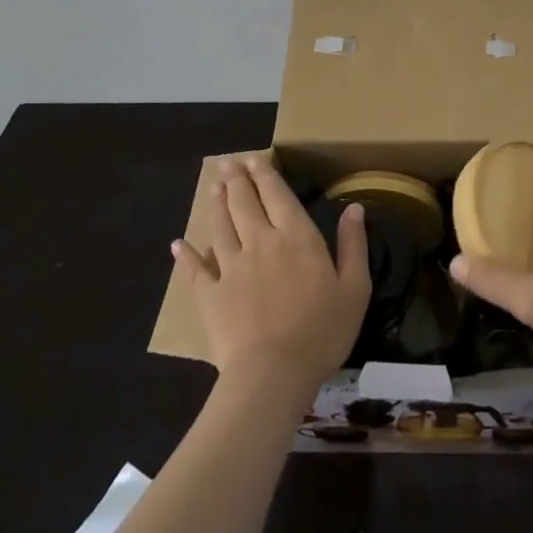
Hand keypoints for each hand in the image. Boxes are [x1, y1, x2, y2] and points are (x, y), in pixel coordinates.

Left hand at [173, 156, 371, 392]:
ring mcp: (231, 268)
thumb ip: (353, 244)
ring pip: (220, 227)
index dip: (266, 175)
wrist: (273, 373)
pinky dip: (186, 255)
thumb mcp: (354, 287)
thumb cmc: (322, 330)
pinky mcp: (211, 295)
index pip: (278, 195)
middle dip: (237, 180)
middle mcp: (261, 242)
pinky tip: (178, 244)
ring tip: (213, 187)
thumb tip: (354, 208)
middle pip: (245, 203)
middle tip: (228, 163)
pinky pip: (196, 270)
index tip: (256, 159)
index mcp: (296, 237)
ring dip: (217, 204)